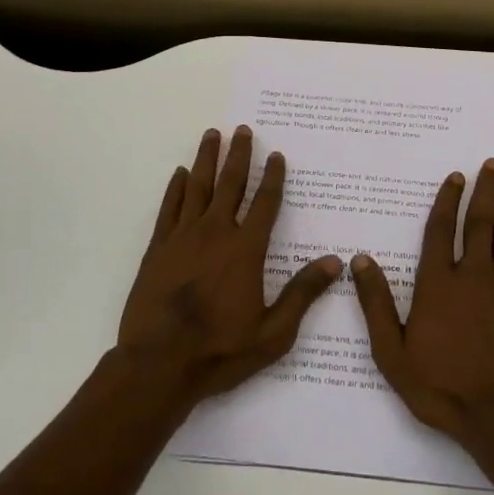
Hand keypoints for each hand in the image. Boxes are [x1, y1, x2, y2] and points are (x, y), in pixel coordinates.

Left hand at [117, 126, 342, 407]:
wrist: (158, 364)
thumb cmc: (220, 351)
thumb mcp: (273, 332)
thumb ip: (302, 294)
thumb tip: (335, 262)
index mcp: (245, 250)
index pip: (265, 203)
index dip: (273, 177)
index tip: (277, 155)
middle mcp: (215, 233)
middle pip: (230, 184)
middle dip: (239, 155)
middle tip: (243, 129)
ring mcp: (182, 237)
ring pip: (197, 187)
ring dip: (206, 159)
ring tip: (212, 134)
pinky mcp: (158, 248)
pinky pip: (169, 207)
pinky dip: (175, 188)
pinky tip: (179, 173)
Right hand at [351, 158, 493, 443]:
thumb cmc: (441, 386)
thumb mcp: (393, 353)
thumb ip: (376, 305)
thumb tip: (360, 260)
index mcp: (439, 284)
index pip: (441, 230)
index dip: (448, 200)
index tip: (455, 176)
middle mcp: (473, 275)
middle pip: (480, 222)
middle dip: (485, 189)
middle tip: (492, 162)